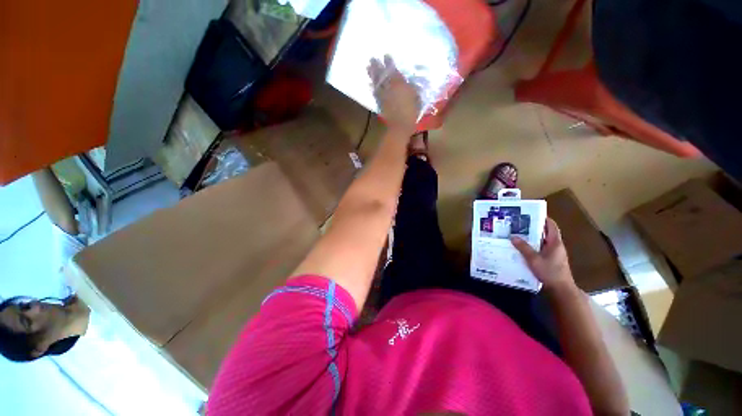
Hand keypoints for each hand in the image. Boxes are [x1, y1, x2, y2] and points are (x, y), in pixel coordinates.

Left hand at [367, 55, 420, 134]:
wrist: (400, 125)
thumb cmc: (411, 112)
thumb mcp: (416, 97)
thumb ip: (412, 88)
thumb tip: (409, 83)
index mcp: (399, 83)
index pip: (393, 70)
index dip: (389, 62)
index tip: (385, 55)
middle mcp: (389, 87)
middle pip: (381, 74)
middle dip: (376, 66)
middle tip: (371, 59)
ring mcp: (383, 95)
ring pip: (376, 82)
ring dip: (372, 74)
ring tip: (368, 68)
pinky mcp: (380, 104)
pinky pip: (375, 93)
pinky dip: (372, 87)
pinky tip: (370, 84)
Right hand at [511, 218, 575, 291]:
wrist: (561, 289)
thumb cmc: (550, 272)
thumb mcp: (534, 259)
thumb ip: (523, 247)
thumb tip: (513, 236)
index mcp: (555, 243)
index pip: (551, 226)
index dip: (544, 219)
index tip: (533, 214)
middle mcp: (556, 246)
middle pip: (545, 233)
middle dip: (534, 228)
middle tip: (520, 224)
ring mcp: (554, 254)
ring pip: (542, 242)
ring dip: (532, 238)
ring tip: (518, 234)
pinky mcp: (551, 261)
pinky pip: (540, 249)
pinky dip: (533, 246)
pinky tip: (522, 248)